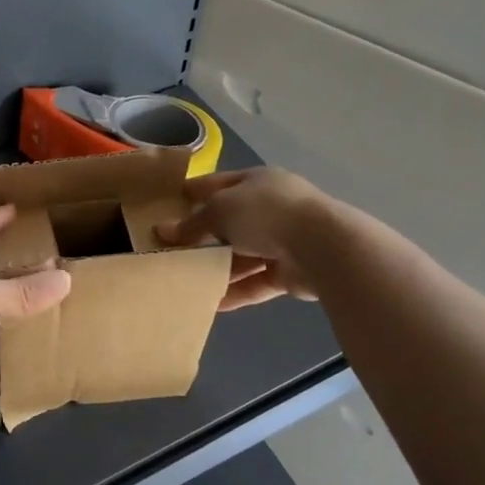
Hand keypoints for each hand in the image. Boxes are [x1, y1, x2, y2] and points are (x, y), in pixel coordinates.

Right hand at [157, 168, 334, 310]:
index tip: (166, 205)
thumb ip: (191, 224)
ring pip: (242, 255)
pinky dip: (235, 292)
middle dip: (203, 236)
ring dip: (217, 268)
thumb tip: (162, 231)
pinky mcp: (290, 273)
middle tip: (171, 250)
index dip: (192, 193)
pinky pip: (256, 282)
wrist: (322, 247)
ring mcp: (283, 241)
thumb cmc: (265, 214)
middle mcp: (271, 208)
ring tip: (185, 281)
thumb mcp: (219, 211)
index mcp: (257, 181)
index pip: (217, 184)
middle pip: (230, 222)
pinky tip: (210, 303)